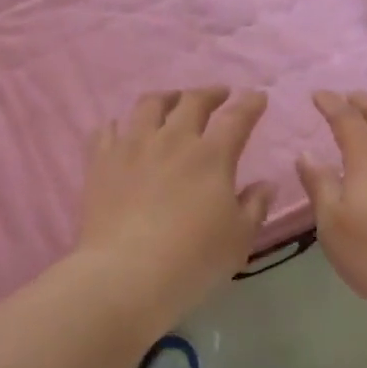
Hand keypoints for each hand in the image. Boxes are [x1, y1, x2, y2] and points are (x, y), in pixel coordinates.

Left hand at [78, 89, 273, 326]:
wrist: (127, 274)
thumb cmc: (193, 259)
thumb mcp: (239, 238)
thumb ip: (255, 205)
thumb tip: (266, 183)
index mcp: (211, 155)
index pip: (237, 117)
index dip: (250, 103)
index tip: (257, 97)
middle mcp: (172, 140)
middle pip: (191, 101)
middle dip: (210, 93)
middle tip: (218, 95)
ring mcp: (132, 146)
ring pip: (148, 105)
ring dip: (166, 98)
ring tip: (171, 101)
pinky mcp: (100, 161)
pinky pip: (107, 129)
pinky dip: (120, 124)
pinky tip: (123, 130)